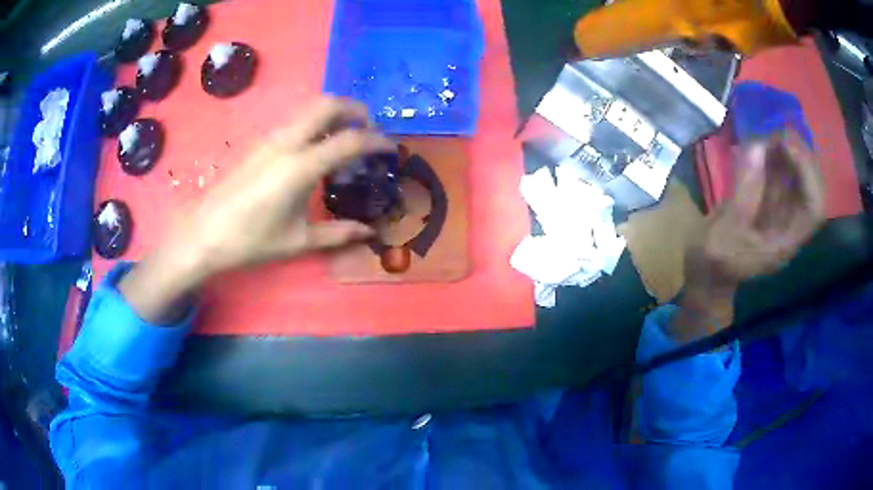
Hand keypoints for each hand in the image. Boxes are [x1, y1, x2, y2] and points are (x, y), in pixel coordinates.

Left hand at [119, 97, 395, 322]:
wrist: (203, 233)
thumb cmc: (250, 240)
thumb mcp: (298, 241)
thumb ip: (338, 233)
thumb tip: (369, 233)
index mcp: (300, 167)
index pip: (349, 140)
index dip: (377, 142)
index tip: (392, 150)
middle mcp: (287, 142)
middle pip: (329, 104)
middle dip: (357, 110)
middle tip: (371, 131)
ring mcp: (271, 138)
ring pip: (311, 108)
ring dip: (336, 115)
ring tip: (348, 139)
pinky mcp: (261, 142)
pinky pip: (297, 120)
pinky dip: (318, 123)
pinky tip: (318, 149)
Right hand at [673, 130, 824, 341]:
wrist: (707, 274)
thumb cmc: (714, 263)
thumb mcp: (723, 233)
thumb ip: (742, 194)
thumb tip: (756, 147)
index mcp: (786, 242)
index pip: (814, 208)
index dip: (807, 174)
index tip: (786, 144)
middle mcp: (791, 226)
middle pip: (812, 189)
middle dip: (801, 157)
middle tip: (778, 132)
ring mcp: (782, 213)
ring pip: (800, 179)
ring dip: (790, 153)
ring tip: (771, 132)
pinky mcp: (771, 202)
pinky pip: (784, 176)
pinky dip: (778, 156)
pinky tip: (764, 142)